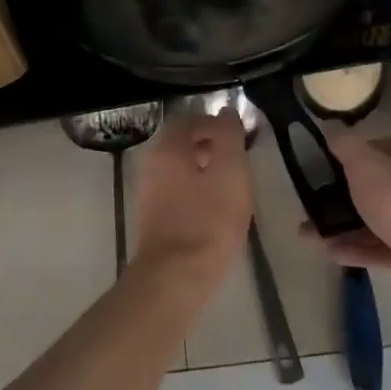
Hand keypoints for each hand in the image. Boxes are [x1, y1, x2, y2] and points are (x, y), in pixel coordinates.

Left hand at [129, 111, 251, 284]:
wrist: (175, 277)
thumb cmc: (208, 220)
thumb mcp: (231, 171)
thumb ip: (229, 136)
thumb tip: (227, 112)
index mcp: (167, 148)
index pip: (190, 119)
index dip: (217, 123)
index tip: (242, 136)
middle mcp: (151, 164)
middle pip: (183, 144)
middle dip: (212, 146)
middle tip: (240, 160)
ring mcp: (149, 193)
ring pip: (181, 169)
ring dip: (206, 170)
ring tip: (234, 186)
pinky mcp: (154, 218)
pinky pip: (178, 192)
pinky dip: (198, 191)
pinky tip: (217, 210)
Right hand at [301, 131, 390, 285]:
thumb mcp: (366, 167)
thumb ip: (345, 145)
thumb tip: (331, 125)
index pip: (382, 146)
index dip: (353, 153)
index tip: (324, 164)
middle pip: (379, 185)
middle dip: (343, 195)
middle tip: (313, 202)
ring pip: (379, 219)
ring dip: (346, 226)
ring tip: (310, 234)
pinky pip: (385, 247)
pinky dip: (360, 249)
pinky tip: (332, 253)